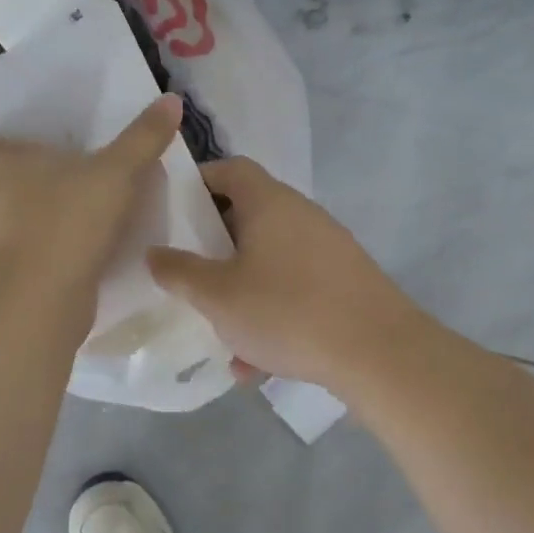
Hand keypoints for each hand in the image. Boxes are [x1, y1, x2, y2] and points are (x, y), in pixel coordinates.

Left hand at [0, 95, 183, 326]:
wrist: (43, 296)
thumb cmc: (72, 219)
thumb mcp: (118, 172)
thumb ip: (143, 138)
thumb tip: (171, 99)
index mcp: (6, 166)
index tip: (23, 150)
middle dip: (12, 188)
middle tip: (51, 186)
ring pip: (2, 226)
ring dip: (25, 224)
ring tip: (63, 223)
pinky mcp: (5, 279)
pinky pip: (19, 260)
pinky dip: (38, 258)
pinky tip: (68, 260)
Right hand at [146, 157, 422, 391]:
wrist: (379, 352)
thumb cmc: (287, 310)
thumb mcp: (218, 296)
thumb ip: (179, 271)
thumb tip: (154, 253)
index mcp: (269, 202)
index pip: (230, 169)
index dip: (197, 181)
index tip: (171, 209)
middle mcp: (301, 214)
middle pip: (248, 215)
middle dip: (214, 247)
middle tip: (189, 273)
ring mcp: (327, 247)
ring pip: (269, 260)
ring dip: (241, 289)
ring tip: (221, 334)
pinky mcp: (344, 281)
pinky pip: (294, 287)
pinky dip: (272, 312)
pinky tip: (258, 363)